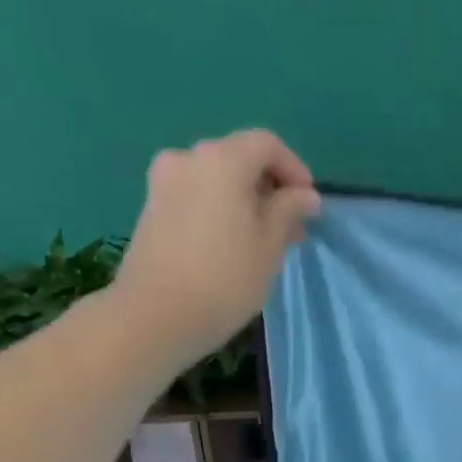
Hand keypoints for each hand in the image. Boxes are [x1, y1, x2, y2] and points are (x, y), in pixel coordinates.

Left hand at [111, 130, 321, 351]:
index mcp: (222, 160)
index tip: (309, 205)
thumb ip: (289, 211)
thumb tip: (305, 195)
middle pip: (239, 159)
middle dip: (270, 188)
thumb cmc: (226, 278)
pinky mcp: (151, 209)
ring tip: (265, 241)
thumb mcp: (270, 245)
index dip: (294, 169)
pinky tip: (234, 245)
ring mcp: (163, 183)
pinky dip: (221, 210)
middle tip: (292, 228)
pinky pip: (197, 196)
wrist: (155, 316)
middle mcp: (188, 159)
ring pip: (217, 180)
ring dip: (246, 202)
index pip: (266, 145)